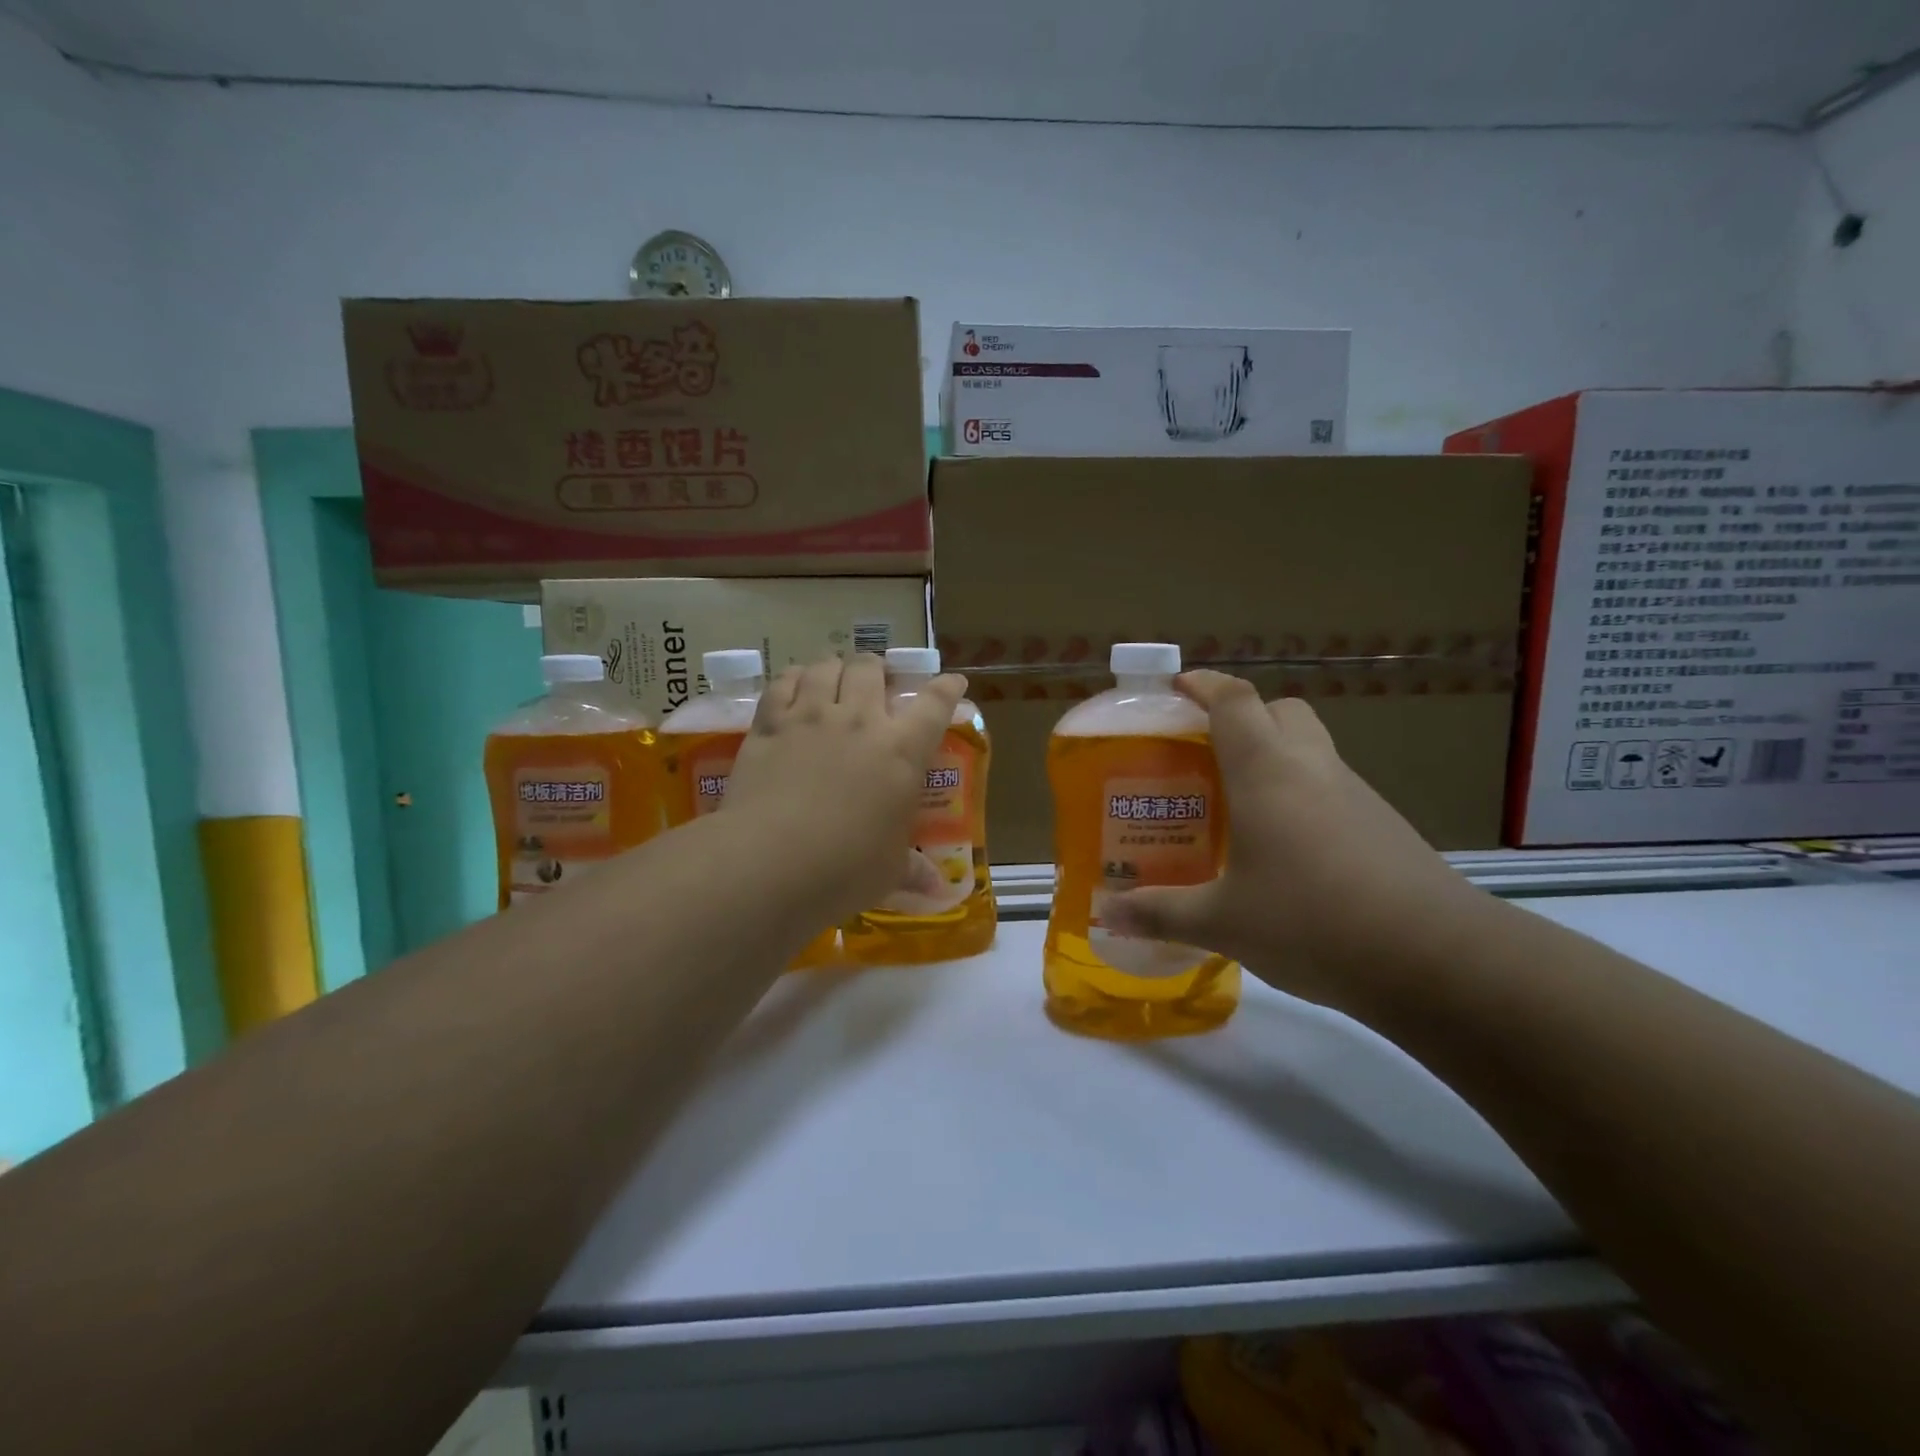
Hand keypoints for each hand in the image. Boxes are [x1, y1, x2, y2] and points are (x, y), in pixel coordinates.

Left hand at [722, 653, 966, 924]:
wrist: (770, 862)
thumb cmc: (845, 869)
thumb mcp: (889, 871)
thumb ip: (913, 871)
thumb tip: (939, 891)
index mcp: (901, 752)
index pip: (934, 705)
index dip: (946, 688)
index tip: (953, 681)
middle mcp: (858, 721)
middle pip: (870, 668)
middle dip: (876, 668)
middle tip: (875, 682)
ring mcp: (809, 717)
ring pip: (824, 667)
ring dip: (833, 668)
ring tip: (832, 679)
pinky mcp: (769, 726)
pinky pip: (781, 684)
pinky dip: (791, 679)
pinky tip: (792, 688)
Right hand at [1101, 670, 1483, 1010]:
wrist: (1437, 959)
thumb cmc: (1312, 921)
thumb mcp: (1223, 922)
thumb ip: (1160, 913)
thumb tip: (1105, 913)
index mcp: (1266, 772)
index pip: (1233, 700)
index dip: (1202, 685)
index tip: (1175, 689)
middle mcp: (1312, 768)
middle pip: (1280, 711)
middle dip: (1242, 717)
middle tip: (1206, 754)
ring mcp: (1356, 795)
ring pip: (1310, 749)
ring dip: (1274, 758)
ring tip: (1238, 806)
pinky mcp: (1384, 826)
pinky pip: (1332, 789)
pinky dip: (1303, 797)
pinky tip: (1286, 851)